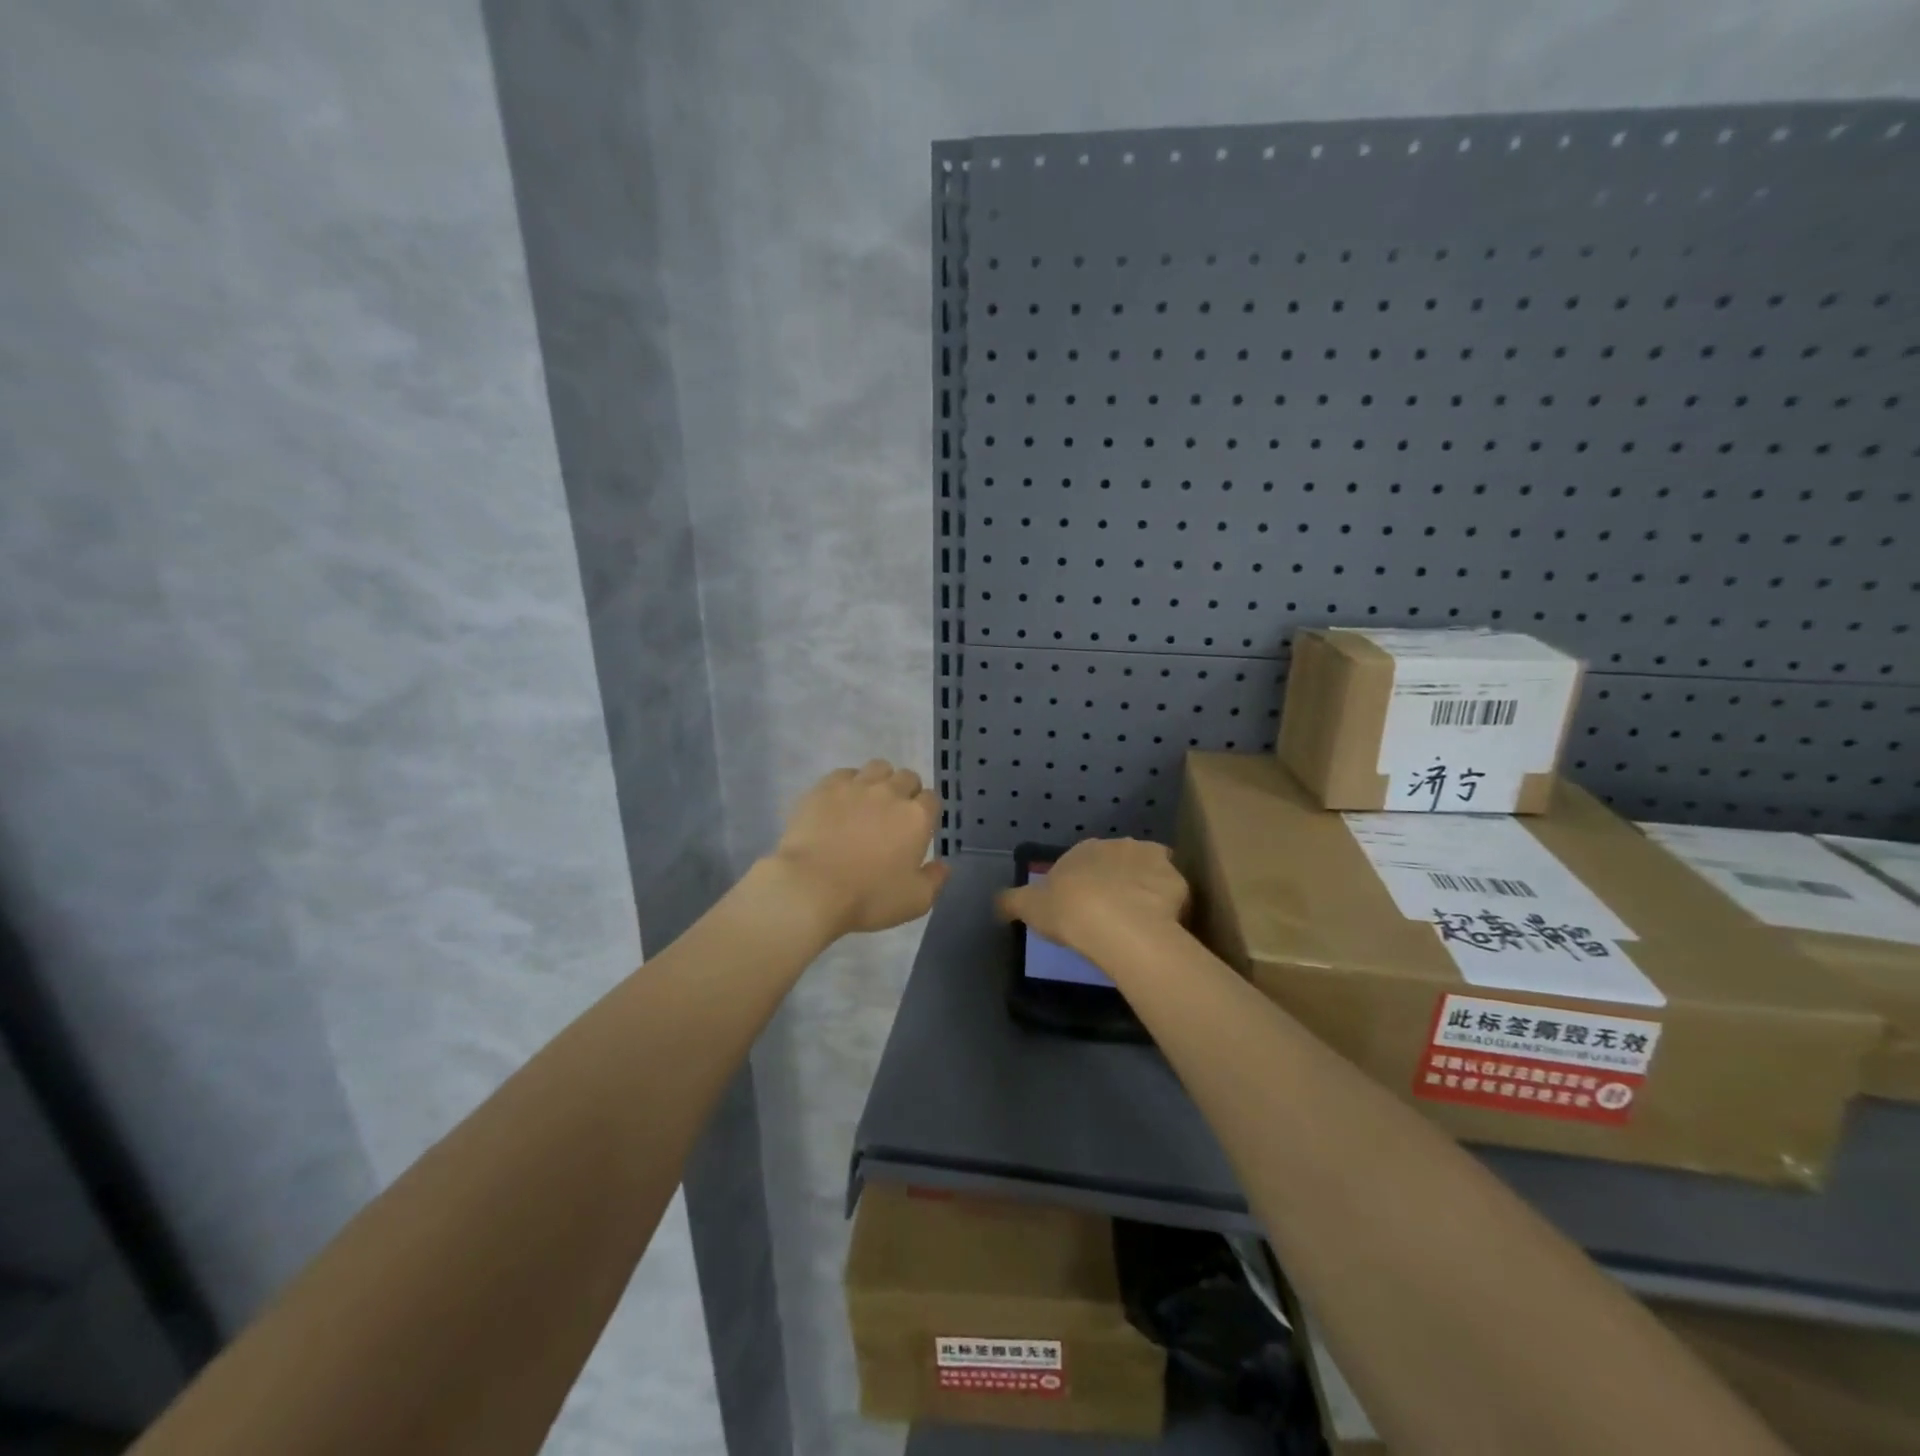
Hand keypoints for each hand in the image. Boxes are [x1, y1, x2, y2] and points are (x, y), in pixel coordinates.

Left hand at [768, 761, 948, 936]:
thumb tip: (943, 865)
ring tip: (868, 803)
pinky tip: (840, 802)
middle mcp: (891, 793)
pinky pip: (845, 773)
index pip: (932, 799)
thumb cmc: (868, 897)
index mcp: (916, 818)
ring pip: (878, 767)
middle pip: (908, 777)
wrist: (811, 887)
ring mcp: (856, 786)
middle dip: (906, 792)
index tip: (917, 829)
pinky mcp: (826, 787)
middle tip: (893, 817)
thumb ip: (935, 880)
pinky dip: (848, 783)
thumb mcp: (915, 901)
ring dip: (880, 780)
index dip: (927, 812)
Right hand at [997, 838, 1188, 960]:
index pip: (1084, 859)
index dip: (1083, 882)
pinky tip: (1160, 924)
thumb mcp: (1030, 908)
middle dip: (1116, 880)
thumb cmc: (1069, 911)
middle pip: (1118, 861)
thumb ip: (1012, 902)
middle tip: (1110, 913)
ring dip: (1145, 887)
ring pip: (1149, 871)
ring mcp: (1152, 860)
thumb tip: (996, 902)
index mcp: (1084, 850)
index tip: (1082, 906)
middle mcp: (1119, 845)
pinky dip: (1168, 904)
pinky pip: (1172, 892)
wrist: (1118, 925)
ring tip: (1139, 919)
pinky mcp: (1177, 881)